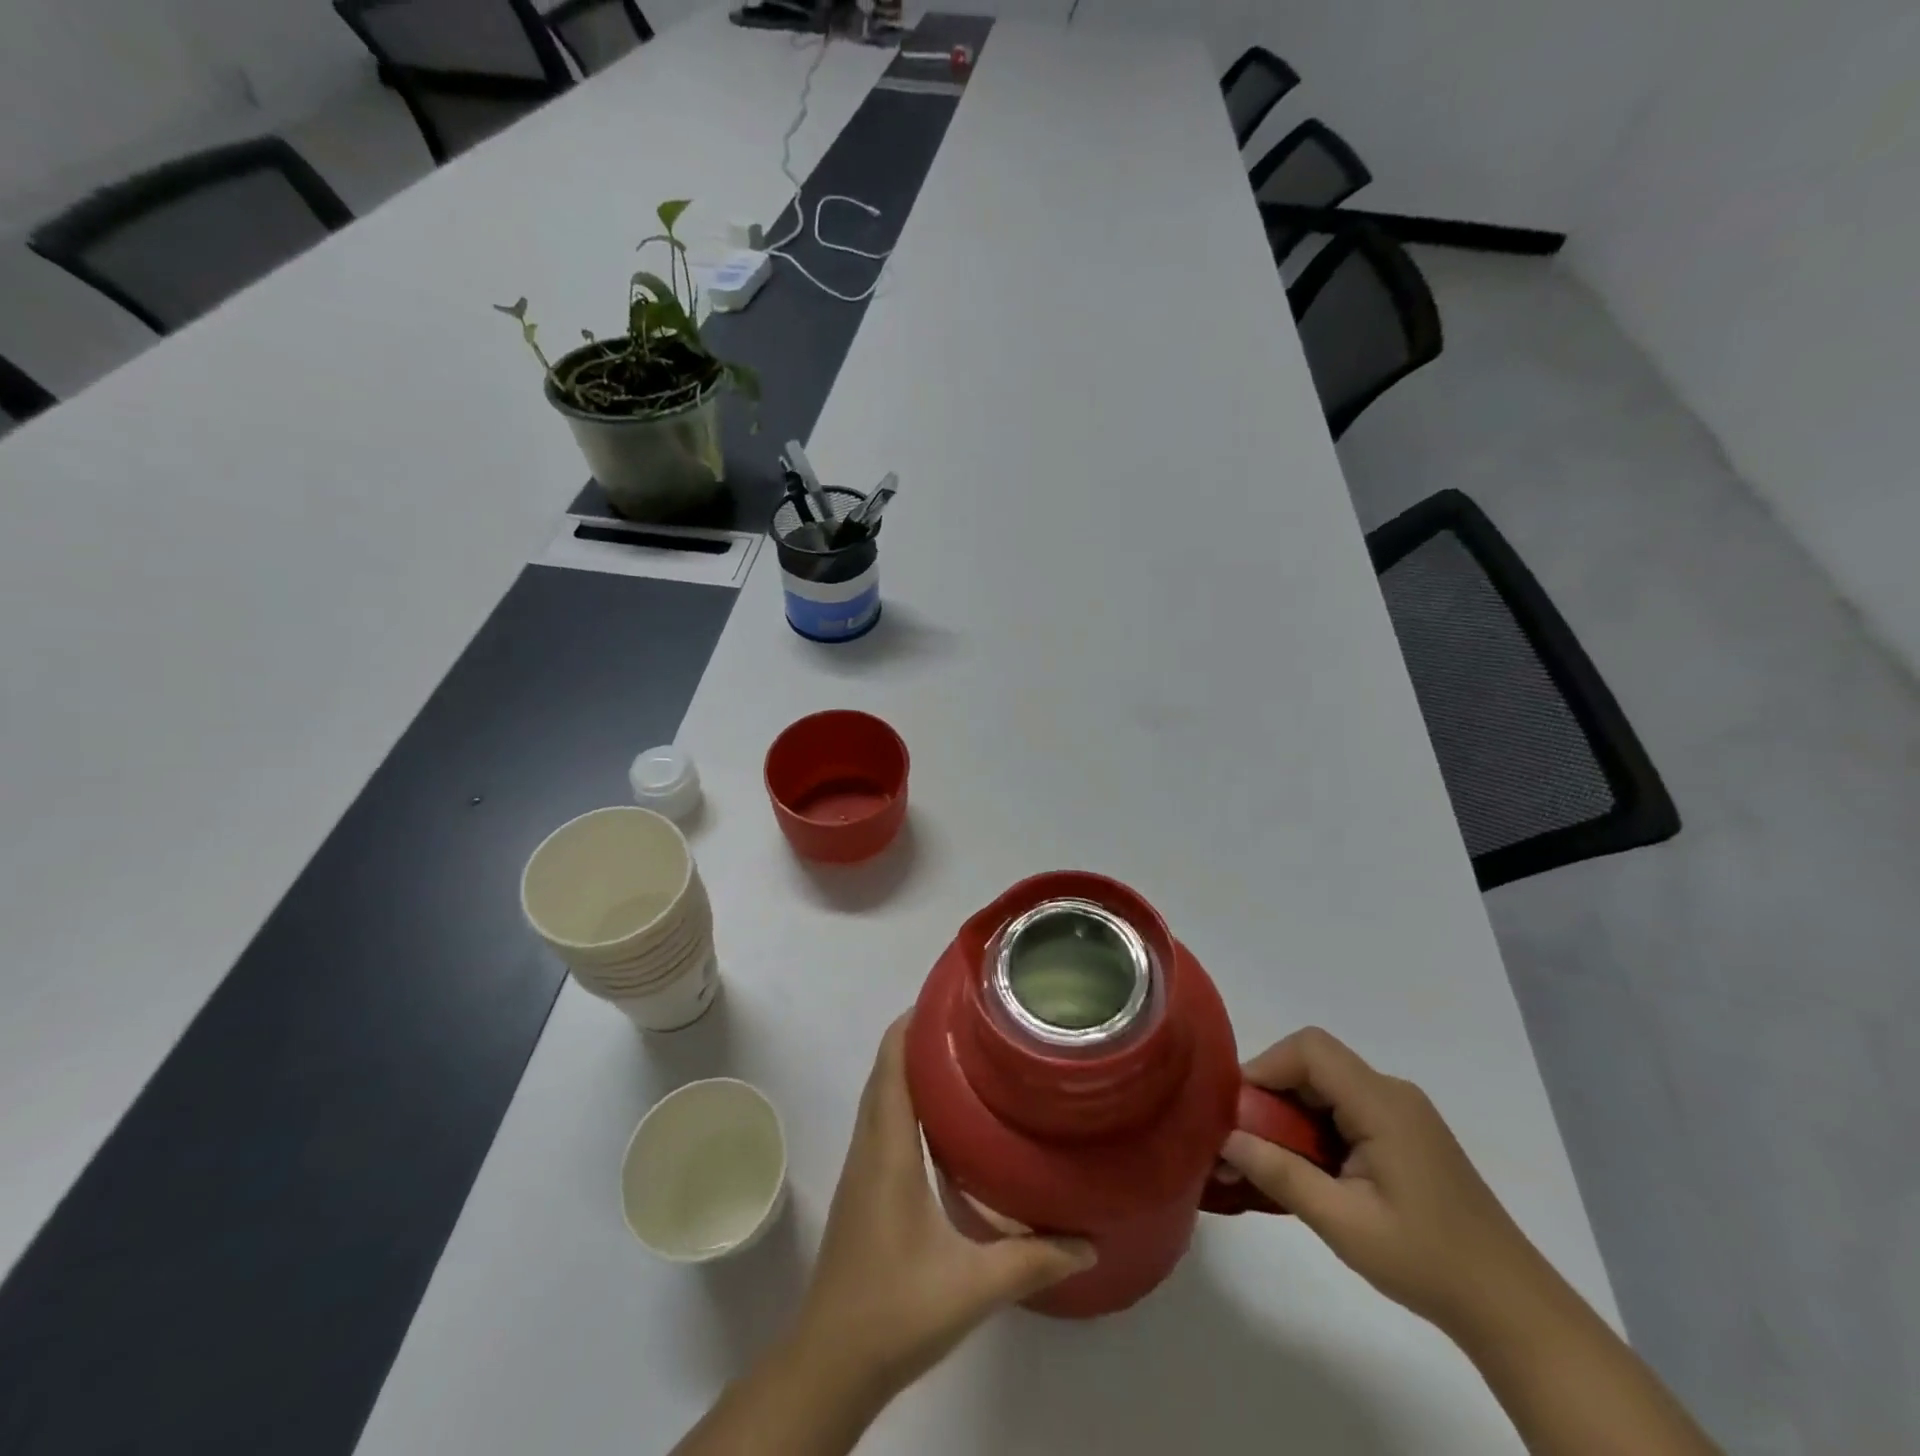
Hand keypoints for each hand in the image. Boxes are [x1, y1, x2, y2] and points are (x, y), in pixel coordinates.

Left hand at [794, 1016, 1095, 1396]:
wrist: (831, 1363)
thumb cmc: (896, 1310)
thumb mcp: (974, 1286)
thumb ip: (1033, 1259)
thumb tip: (1090, 1240)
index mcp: (889, 1150)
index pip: (891, 1065)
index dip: (912, 1024)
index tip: (949, 1000)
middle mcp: (870, 1147)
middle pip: (885, 1071)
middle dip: (917, 1037)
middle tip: (969, 1022)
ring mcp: (862, 1168)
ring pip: (881, 1096)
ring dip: (910, 1067)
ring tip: (962, 1055)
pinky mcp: (863, 1189)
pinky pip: (882, 1122)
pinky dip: (905, 1099)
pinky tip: (942, 1119)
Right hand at [1219, 1027, 1545, 1333]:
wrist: (1513, 1310)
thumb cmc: (1427, 1262)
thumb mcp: (1344, 1224)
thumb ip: (1280, 1174)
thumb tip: (1225, 1138)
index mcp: (1382, 1103)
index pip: (1309, 1049)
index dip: (1265, 1066)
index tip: (1237, 1110)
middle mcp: (1391, 1092)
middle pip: (1314, 1063)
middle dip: (1271, 1093)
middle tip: (1245, 1140)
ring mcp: (1401, 1111)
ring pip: (1325, 1084)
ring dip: (1290, 1113)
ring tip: (1270, 1160)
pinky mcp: (1404, 1132)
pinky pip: (1344, 1106)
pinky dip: (1314, 1126)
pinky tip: (1308, 1170)